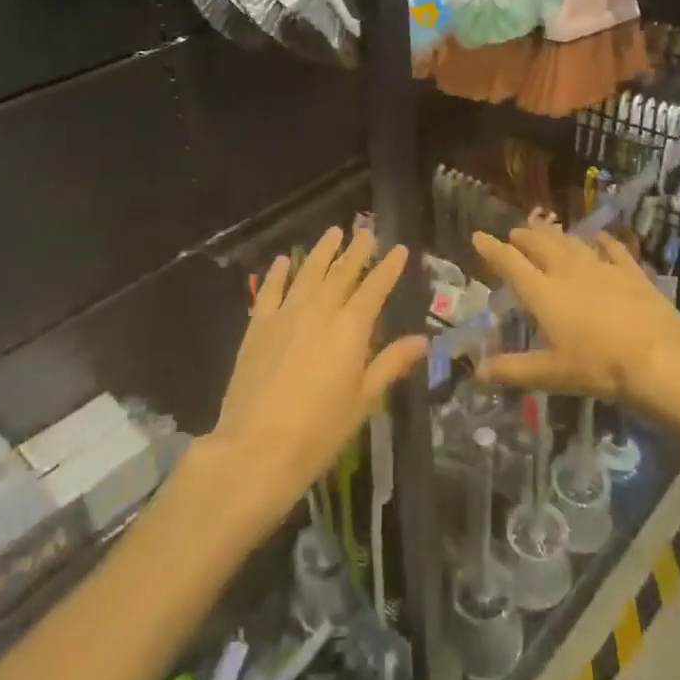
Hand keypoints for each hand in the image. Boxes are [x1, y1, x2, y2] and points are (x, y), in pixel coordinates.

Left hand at [208, 227, 427, 530]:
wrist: (256, 448)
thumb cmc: (319, 430)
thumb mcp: (364, 400)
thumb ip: (390, 364)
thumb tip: (423, 341)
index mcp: (352, 327)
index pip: (376, 287)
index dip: (389, 267)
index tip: (399, 248)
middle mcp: (321, 309)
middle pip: (343, 271)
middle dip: (357, 250)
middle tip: (366, 231)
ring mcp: (286, 314)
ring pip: (309, 271)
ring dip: (323, 250)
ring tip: (334, 232)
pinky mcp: (258, 325)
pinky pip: (271, 289)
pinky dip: (279, 272)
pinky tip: (285, 260)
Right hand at [470, 222, 679, 412]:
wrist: (658, 355)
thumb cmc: (599, 366)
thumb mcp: (551, 374)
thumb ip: (513, 370)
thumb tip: (478, 371)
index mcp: (544, 293)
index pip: (511, 263)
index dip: (492, 249)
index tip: (478, 236)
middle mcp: (568, 271)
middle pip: (541, 245)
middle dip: (524, 236)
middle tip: (514, 232)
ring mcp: (601, 267)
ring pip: (572, 242)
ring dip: (555, 234)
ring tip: (546, 228)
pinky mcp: (630, 270)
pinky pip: (612, 248)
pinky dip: (602, 240)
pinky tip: (599, 236)